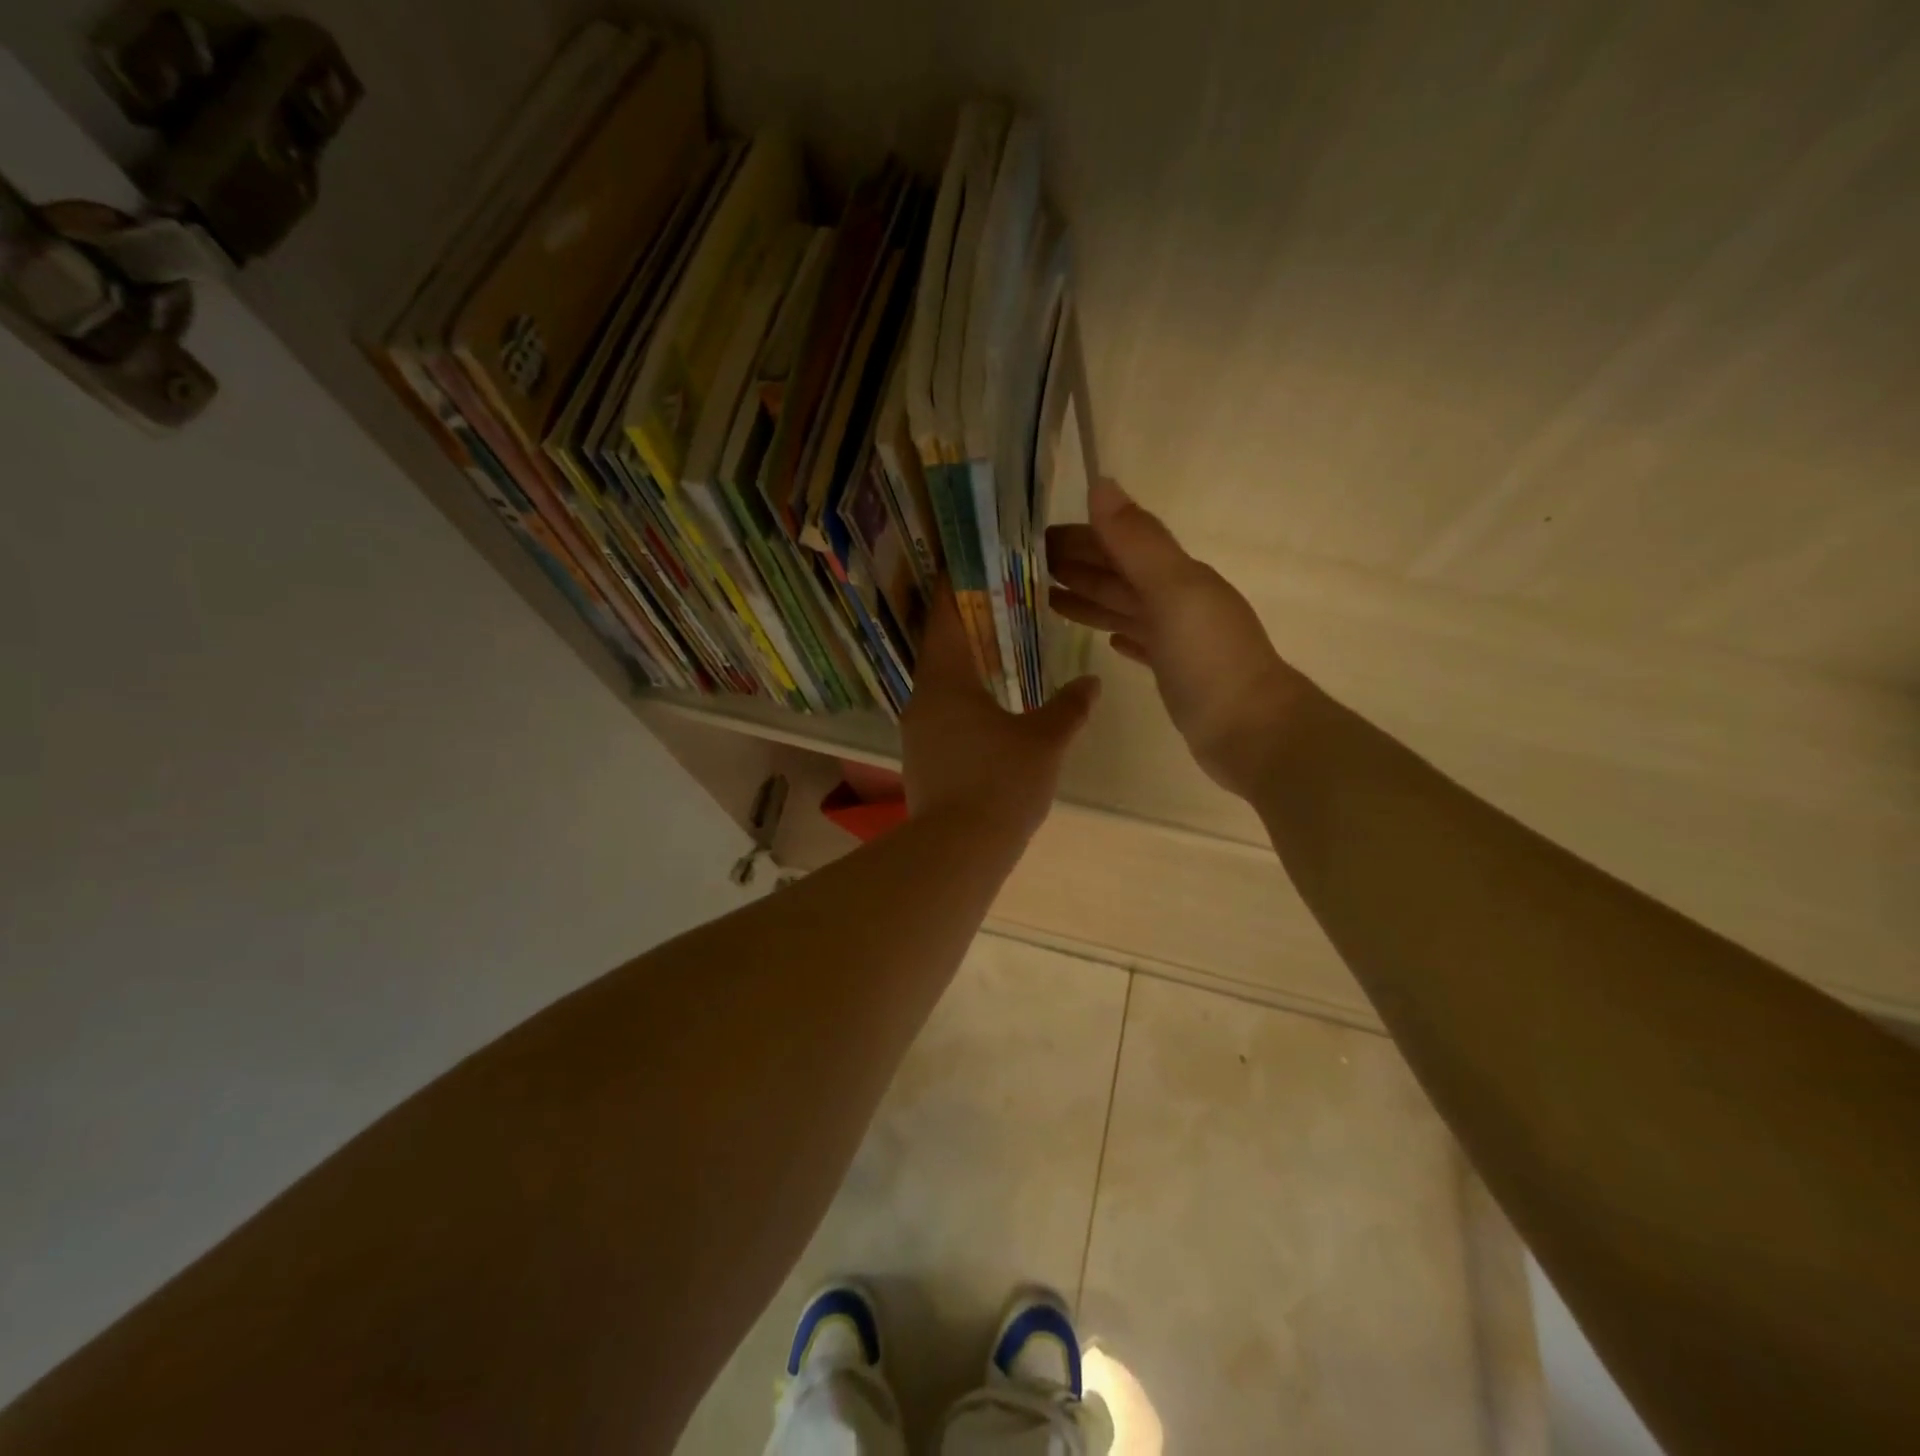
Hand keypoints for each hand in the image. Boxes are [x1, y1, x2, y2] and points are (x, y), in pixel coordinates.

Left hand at [902, 586, 1099, 838]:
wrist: (958, 851)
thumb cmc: (1000, 783)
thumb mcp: (1044, 741)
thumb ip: (1069, 707)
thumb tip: (1092, 683)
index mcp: (945, 680)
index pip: (944, 614)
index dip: (955, 583)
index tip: (967, 557)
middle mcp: (922, 698)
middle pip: (940, 646)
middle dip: (965, 621)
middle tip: (997, 597)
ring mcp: (918, 732)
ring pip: (940, 682)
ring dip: (965, 662)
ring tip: (997, 646)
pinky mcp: (923, 759)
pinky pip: (942, 711)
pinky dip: (963, 695)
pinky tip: (989, 704)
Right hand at [1047, 479, 1308, 798]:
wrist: (1251, 731)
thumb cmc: (1210, 659)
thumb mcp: (1173, 591)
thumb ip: (1137, 541)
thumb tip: (1101, 483)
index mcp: (1177, 577)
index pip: (1121, 545)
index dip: (1083, 537)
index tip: (1038, 536)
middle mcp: (1178, 602)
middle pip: (1120, 576)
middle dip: (1080, 566)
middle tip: (1032, 566)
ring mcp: (1178, 640)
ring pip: (1126, 609)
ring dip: (1092, 600)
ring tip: (1050, 599)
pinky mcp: (1175, 675)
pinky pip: (1142, 644)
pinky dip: (1124, 636)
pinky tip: (1109, 641)